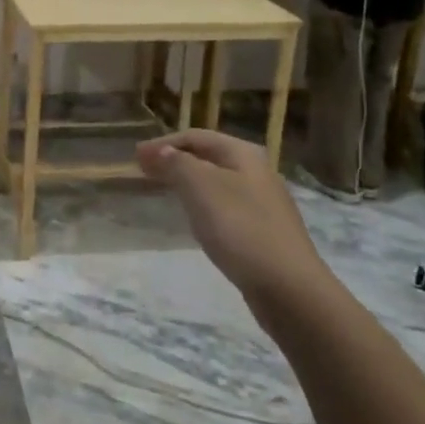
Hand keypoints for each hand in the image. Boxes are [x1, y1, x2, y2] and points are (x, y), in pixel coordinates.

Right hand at [135, 130, 322, 295]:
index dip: (163, 143)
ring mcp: (263, 203)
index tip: (135, 157)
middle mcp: (256, 172)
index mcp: (243, 154)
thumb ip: (177, 164)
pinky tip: (195, 218)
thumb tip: (160, 151)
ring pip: (216, 181)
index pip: (195, 136)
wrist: (288, 287)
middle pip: (208, 156)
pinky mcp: (263, 231)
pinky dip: (203, 203)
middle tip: (144, 171)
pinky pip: (225, 205)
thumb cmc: (240, 228)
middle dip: (175, 160)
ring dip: (188, 181)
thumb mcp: (200, 187)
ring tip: (164, 190)